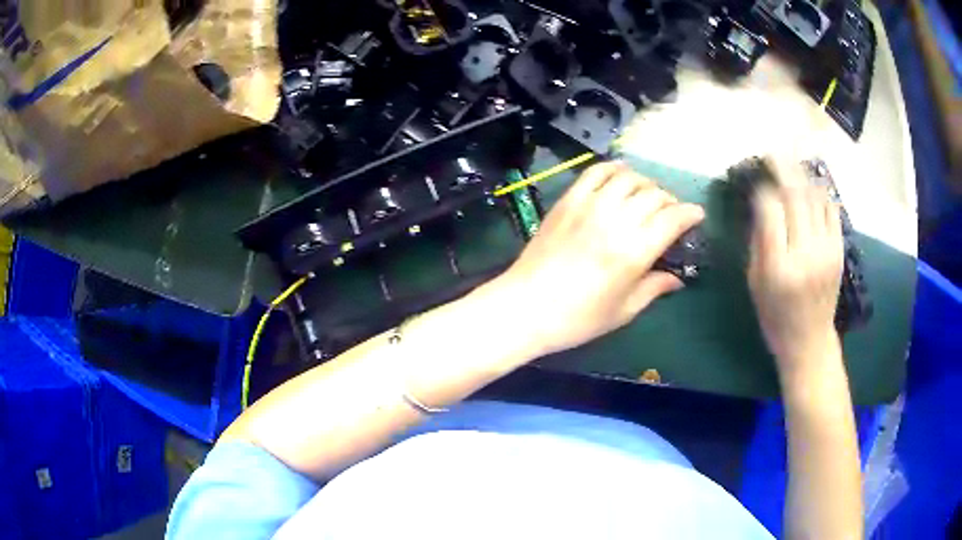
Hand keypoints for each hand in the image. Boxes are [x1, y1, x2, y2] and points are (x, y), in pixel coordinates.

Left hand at [487, 161, 703, 356]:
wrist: (525, 307)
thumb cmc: (577, 319)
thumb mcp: (623, 311)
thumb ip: (654, 288)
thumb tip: (677, 278)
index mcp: (634, 252)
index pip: (673, 218)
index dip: (690, 214)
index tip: (697, 215)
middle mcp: (615, 221)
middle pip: (654, 195)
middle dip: (670, 201)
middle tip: (671, 214)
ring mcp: (589, 206)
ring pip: (629, 179)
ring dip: (646, 184)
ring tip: (648, 196)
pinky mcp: (568, 200)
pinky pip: (596, 172)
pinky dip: (614, 169)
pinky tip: (621, 176)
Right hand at [748, 157, 843, 378]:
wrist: (810, 341)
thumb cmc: (775, 316)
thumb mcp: (755, 283)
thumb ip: (759, 240)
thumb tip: (761, 203)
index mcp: (779, 266)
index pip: (771, 209)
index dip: (763, 188)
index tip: (756, 179)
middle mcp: (805, 253)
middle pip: (795, 196)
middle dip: (782, 169)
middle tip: (772, 153)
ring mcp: (826, 250)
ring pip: (815, 198)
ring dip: (802, 176)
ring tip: (792, 163)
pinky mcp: (839, 250)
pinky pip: (831, 210)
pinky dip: (820, 193)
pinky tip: (810, 186)